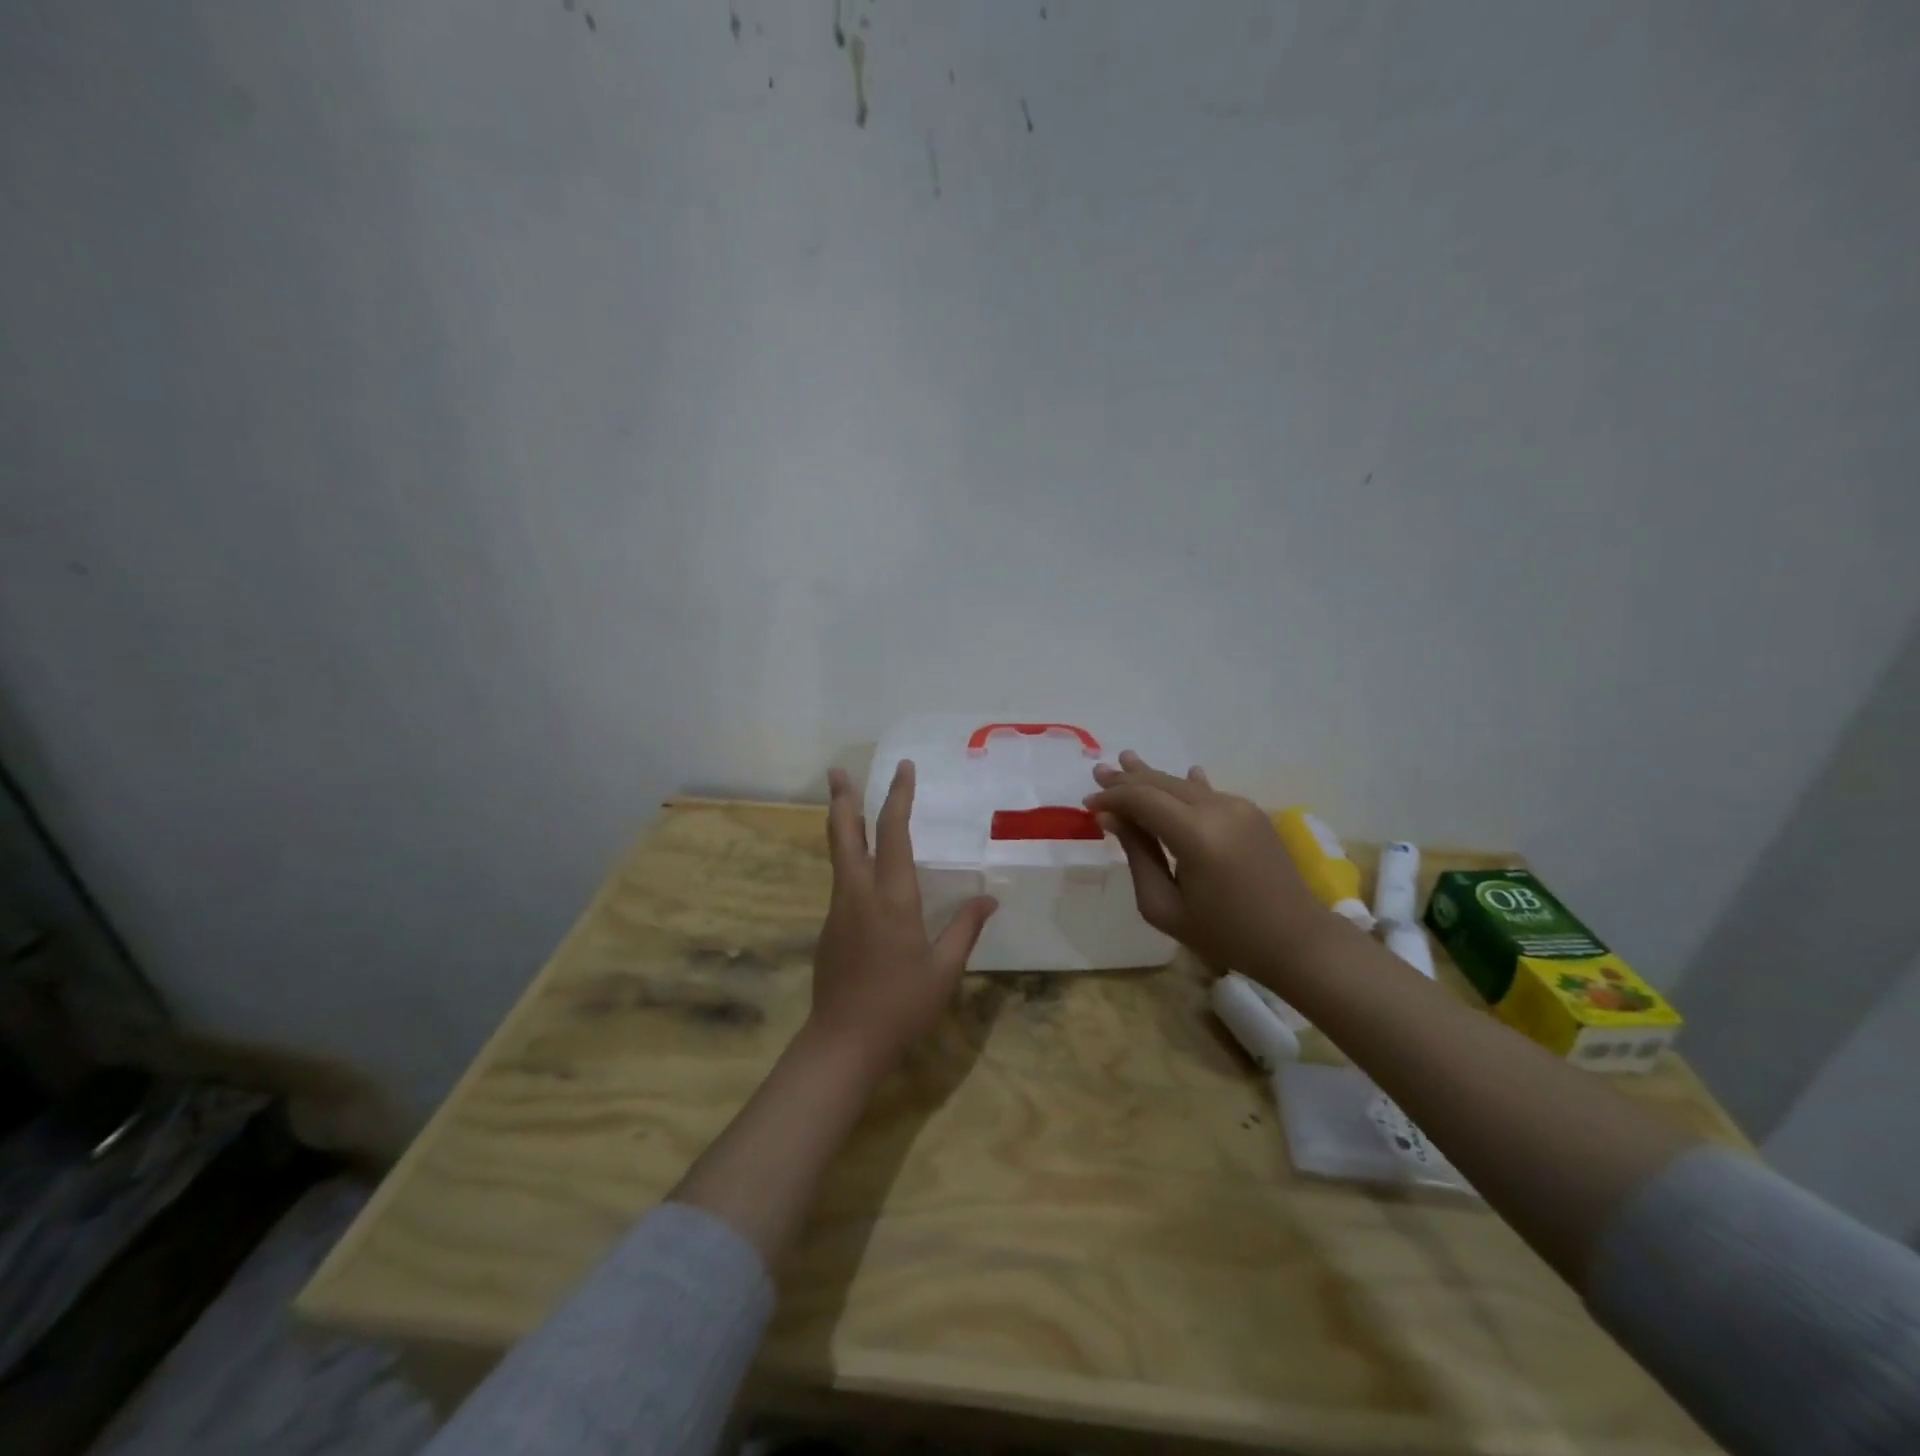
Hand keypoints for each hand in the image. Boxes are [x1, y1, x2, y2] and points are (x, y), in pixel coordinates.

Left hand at [805, 761, 997, 1078]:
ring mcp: (839, 909)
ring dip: (841, 822)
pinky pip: (841, 880)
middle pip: (845, 833)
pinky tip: (859, 864)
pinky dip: (847, 856)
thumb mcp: (945, 970)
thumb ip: (965, 929)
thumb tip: (990, 901)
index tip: (903, 768)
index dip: (898, 797)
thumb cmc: (901, 1006)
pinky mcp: (829, 927)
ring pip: (838, 854)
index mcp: (892, 898)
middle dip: (842, 798)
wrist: (843, 1043)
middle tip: (835, 770)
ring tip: (843, 801)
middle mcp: (859, 893)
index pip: (894, 833)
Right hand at [1086, 751, 1329, 974]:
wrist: (1296, 940)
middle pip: (1162, 784)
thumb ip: (1137, 856)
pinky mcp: (1252, 812)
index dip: (1112, 798)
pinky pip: (1208, 792)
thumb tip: (1112, 818)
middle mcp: (1218, 810)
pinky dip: (1186, 785)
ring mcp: (1239, 807)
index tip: (1088, 804)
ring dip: (1153, 777)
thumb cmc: (1225, 934)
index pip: (1142, 799)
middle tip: (1099, 772)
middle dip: (1127, 779)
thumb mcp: (1165, 907)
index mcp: (1196, 836)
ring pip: (1184, 784)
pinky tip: (1184, 772)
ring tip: (1126, 761)